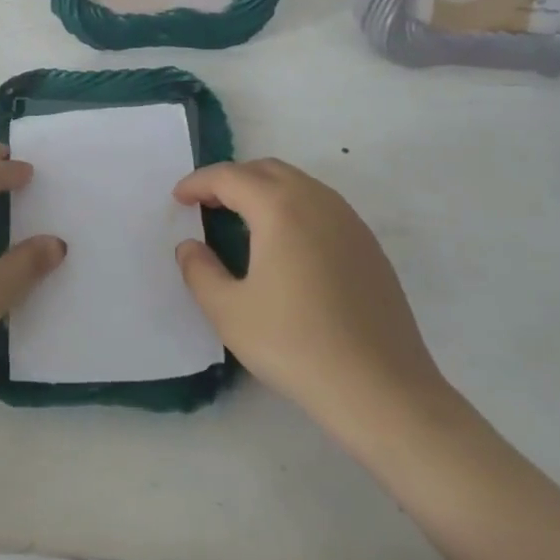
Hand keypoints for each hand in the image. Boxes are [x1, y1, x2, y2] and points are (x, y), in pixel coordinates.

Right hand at [173, 159, 455, 441]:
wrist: (381, 389)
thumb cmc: (295, 345)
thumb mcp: (229, 312)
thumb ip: (199, 271)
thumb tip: (190, 246)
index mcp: (280, 208)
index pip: (230, 177)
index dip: (198, 183)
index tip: (178, 198)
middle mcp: (317, 201)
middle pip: (267, 170)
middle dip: (232, 179)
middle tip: (207, 205)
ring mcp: (350, 221)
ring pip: (299, 184)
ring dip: (264, 190)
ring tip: (242, 221)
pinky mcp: (369, 246)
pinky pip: (322, 206)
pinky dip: (293, 208)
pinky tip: (285, 246)